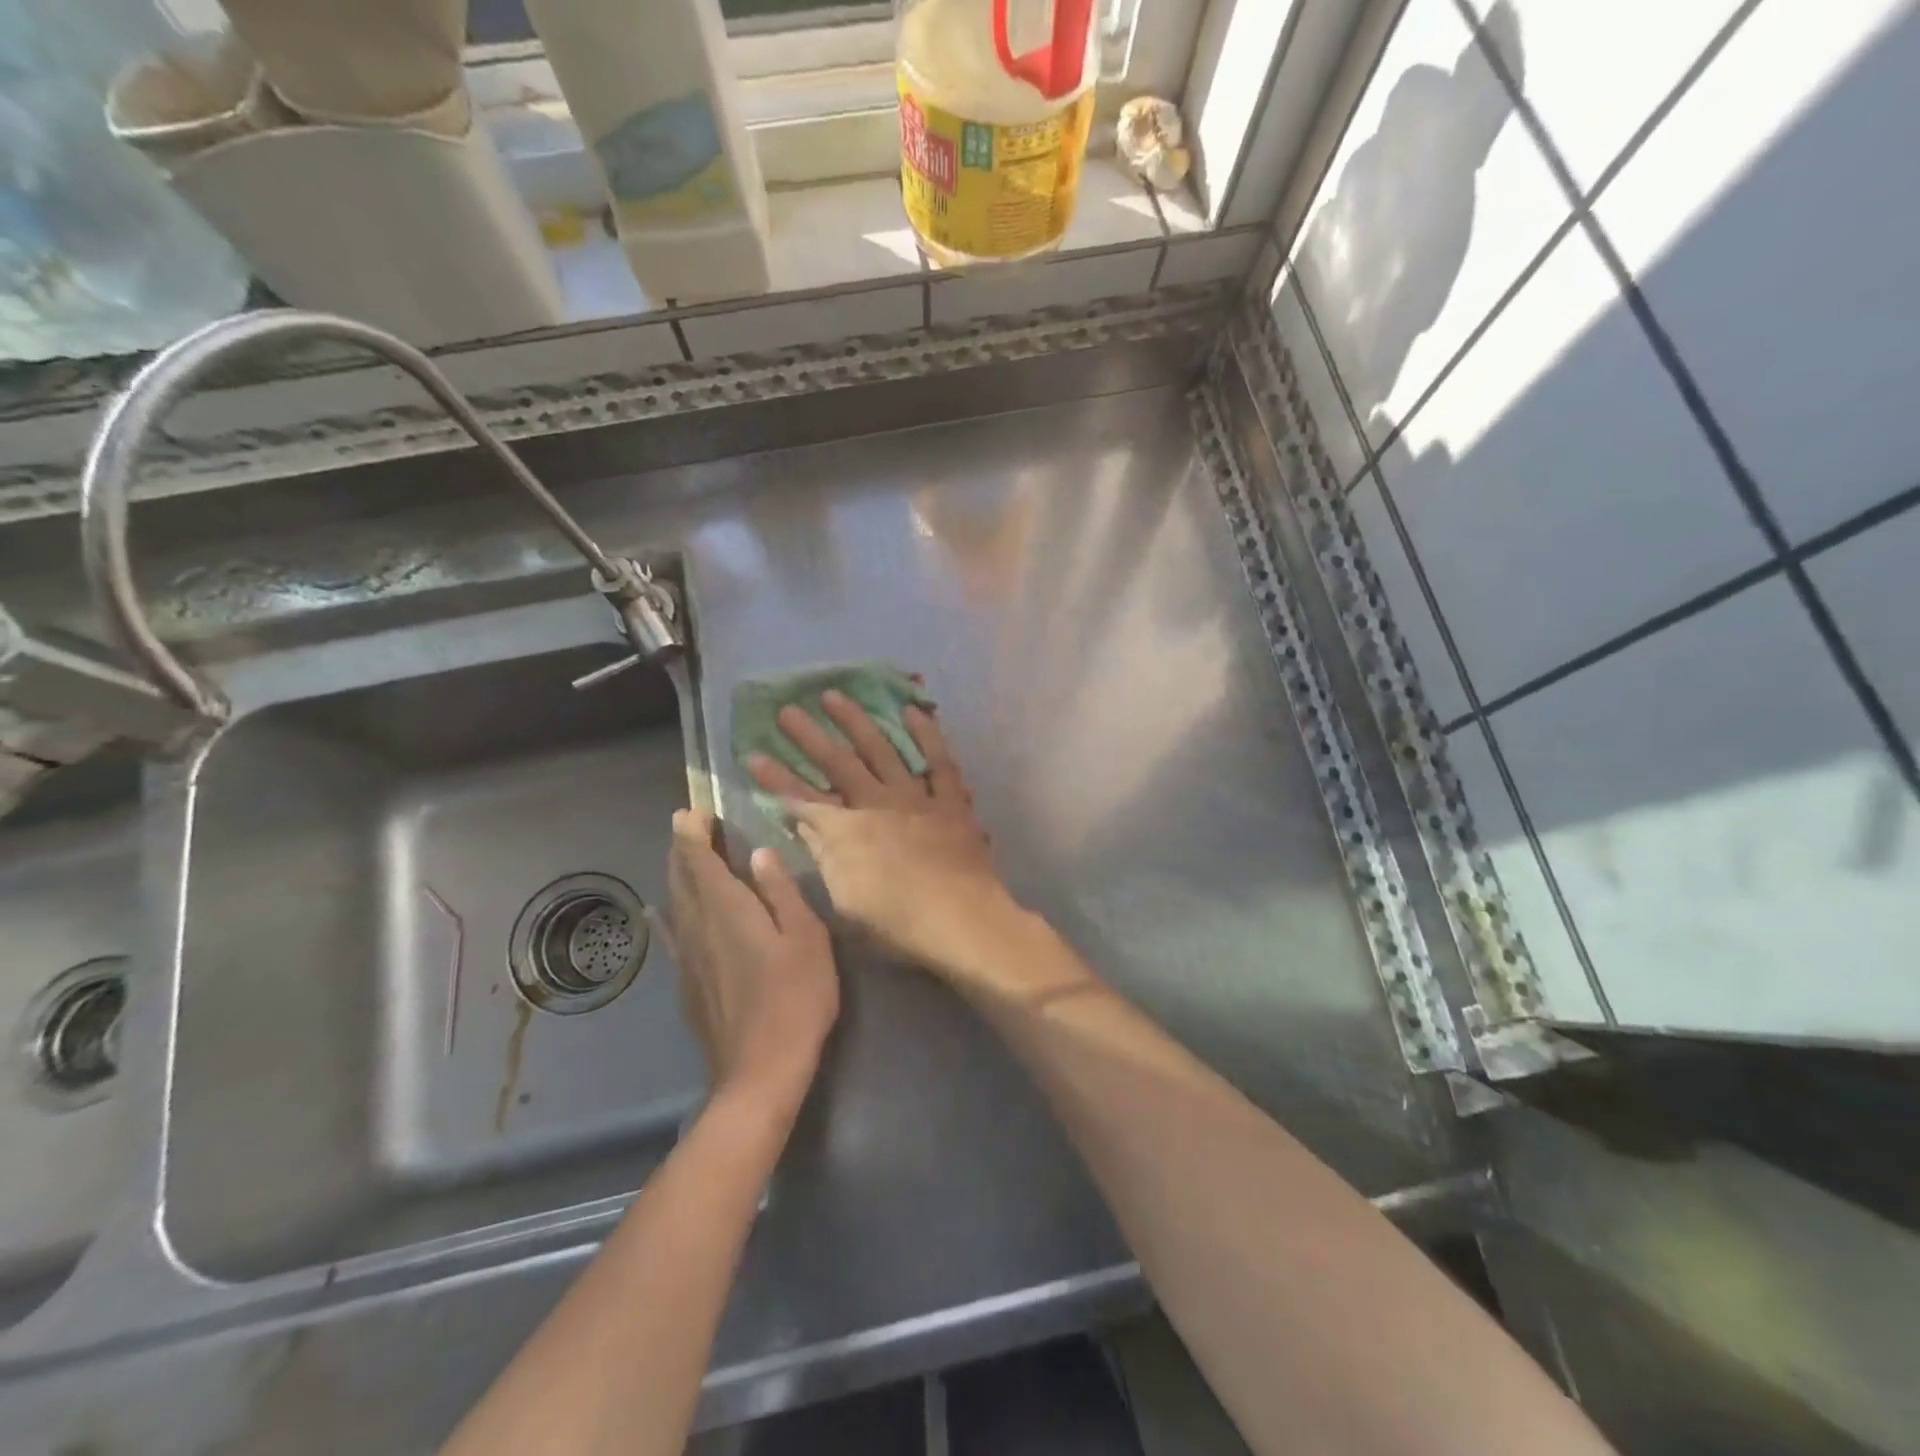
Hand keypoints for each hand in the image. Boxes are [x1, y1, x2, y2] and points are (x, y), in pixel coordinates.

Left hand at [665, 808, 839, 1112]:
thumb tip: (759, 853)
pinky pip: (672, 935)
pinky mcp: (687, 983)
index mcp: (726, 908)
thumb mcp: (805, 936)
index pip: (698, 857)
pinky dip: (667, 914)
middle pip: (680, 876)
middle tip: (689, 823)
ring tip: (682, 856)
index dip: (693, 830)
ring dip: (676, 874)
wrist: (761, 1070)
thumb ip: (780, 891)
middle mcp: (697, 925)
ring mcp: (687, 957)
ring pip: (673, 903)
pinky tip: (659, 913)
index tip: (696, 809)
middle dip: (682, 846)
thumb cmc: (795, 996)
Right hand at [746, 691, 1016, 978]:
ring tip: (834, 696)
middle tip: (786, 709)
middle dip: (808, 737)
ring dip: (856, 722)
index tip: (753, 756)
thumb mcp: (845, 900)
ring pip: (882, 750)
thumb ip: (824, 854)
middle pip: (837, 764)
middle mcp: (877, 804)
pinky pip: (938, 761)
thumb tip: (804, 821)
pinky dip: (926, 735)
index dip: (776, 779)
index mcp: (847, 832)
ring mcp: (915, 798)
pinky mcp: (950, 801)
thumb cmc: (898, 923)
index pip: (802, 799)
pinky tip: (912, 712)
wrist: (961, 921)